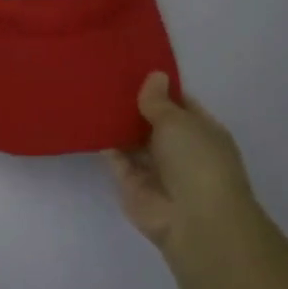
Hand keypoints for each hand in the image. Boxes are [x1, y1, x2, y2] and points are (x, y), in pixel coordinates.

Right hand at [107, 72, 256, 252]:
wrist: (194, 219)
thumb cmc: (197, 161)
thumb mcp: (179, 122)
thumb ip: (159, 101)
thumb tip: (154, 76)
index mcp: (201, 131)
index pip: (179, 103)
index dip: (159, 87)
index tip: (132, 68)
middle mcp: (179, 148)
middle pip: (152, 121)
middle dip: (133, 104)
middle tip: (103, 77)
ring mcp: (154, 167)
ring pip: (132, 140)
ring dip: (116, 123)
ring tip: (90, 94)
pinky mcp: (131, 183)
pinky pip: (115, 159)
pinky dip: (104, 144)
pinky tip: (86, 122)